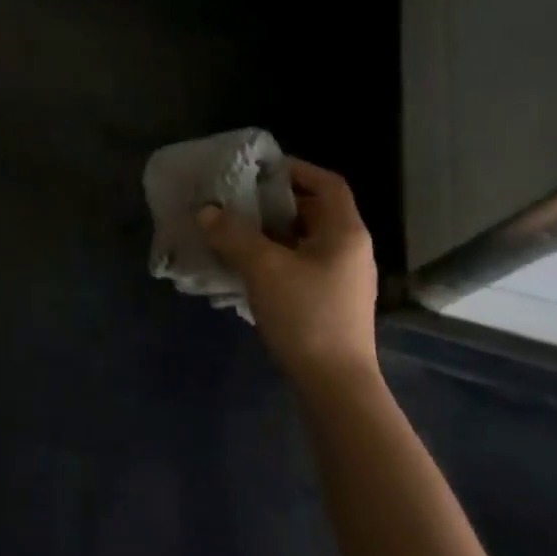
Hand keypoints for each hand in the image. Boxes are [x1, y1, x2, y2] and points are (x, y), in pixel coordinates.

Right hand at [199, 159, 378, 388]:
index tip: (257, 170)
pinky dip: (274, 256)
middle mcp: (349, 249)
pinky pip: (300, 264)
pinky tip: (245, 266)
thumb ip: (233, 234)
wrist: (334, 385)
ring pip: (303, 239)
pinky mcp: (329, 301)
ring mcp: (341, 277)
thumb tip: (207, 211)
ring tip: (233, 230)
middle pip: (313, 210)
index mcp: (345, 232)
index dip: (294, 169)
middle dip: (274, 201)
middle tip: (236, 199)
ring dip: (270, 231)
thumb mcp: (263, 268)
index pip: (327, 183)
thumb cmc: (306, 315)